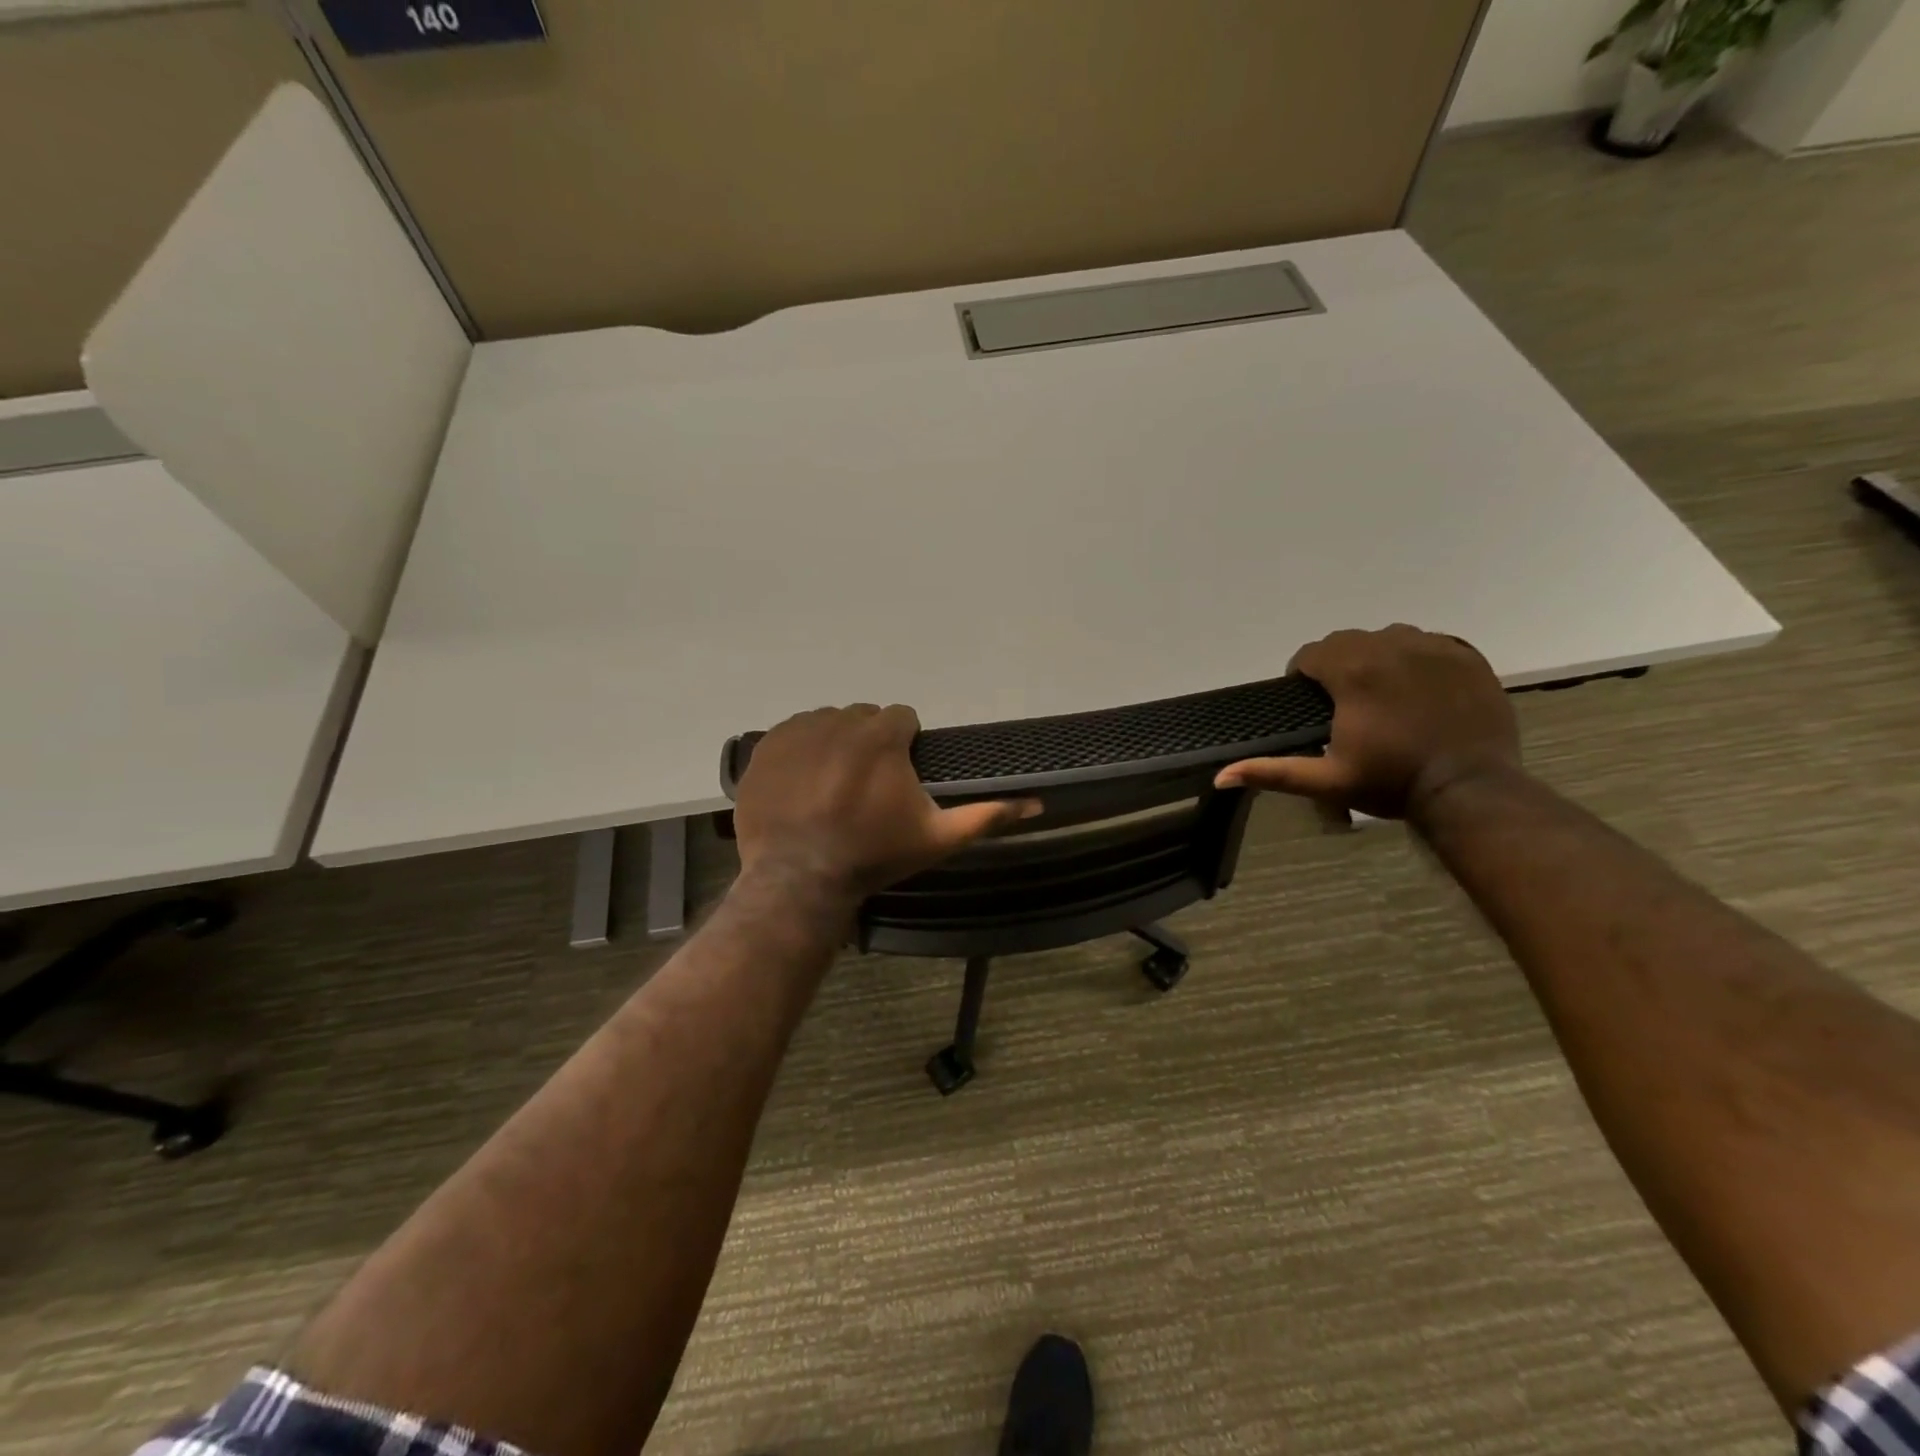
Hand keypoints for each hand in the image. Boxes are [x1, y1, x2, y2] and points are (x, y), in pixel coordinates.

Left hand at [733, 704, 1038, 904]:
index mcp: (881, 736)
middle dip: (869, 743)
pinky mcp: (766, 746)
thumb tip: (1038, 803)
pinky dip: (801, 750)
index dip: (903, 745)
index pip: (901, 718)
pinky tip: (803, 785)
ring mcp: (798, 731)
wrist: (799, 879)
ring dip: (835, 744)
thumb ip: (987, 815)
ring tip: (831, 787)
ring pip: (828, 722)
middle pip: (864, 718)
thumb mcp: (937, 838)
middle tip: (865, 787)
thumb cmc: (874, 856)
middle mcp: (839, 721)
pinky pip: (792, 732)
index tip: (897, 776)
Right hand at [1215, 625, 1519, 819]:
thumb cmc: (1392, 783)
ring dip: (1376, 657)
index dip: (1303, 675)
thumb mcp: (1326, 781)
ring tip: (1381, 692)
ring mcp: (1433, 648)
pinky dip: (1417, 659)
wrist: (1471, 789)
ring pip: (1389, 637)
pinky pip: (1429, 643)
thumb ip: (1273, 772)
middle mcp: (1390, 647)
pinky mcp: (1466, 657)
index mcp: (1352, 672)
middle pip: (1347, 641)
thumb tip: (1220, 776)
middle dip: (1337, 664)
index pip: (1311, 654)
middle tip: (1343, 701)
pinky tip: (1418, 689)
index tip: (1308, 701)